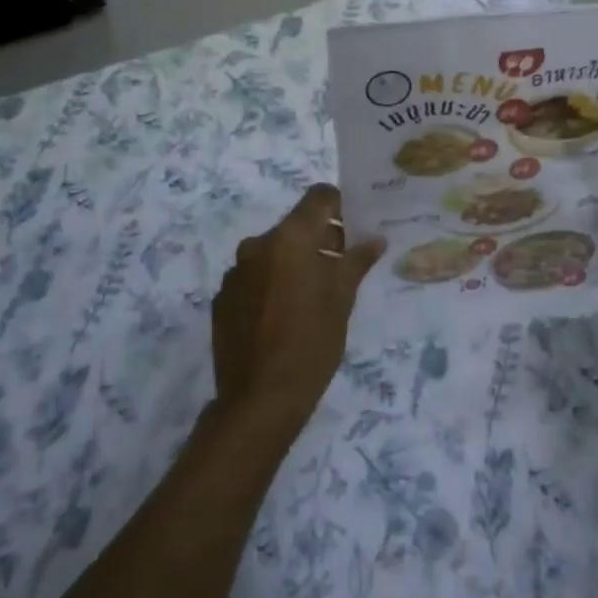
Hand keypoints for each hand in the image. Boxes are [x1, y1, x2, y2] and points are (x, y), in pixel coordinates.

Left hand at [212, 185, 384, 431]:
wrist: (259, 400)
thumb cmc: (311, 342)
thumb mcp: (343, 298)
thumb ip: (357, 261)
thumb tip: (375, 239)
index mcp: (290, 237)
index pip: (319, 196)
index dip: (340, 205)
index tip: (354, 228)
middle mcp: (258, 244)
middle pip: (296, 225)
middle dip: (320, 238)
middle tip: (342, 266)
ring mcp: (235, 272)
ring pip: (274, 252)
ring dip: (294, 262)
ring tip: (313, 295)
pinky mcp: (223, 298)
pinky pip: (254, 277)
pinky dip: (271, 284)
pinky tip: (284, 315)